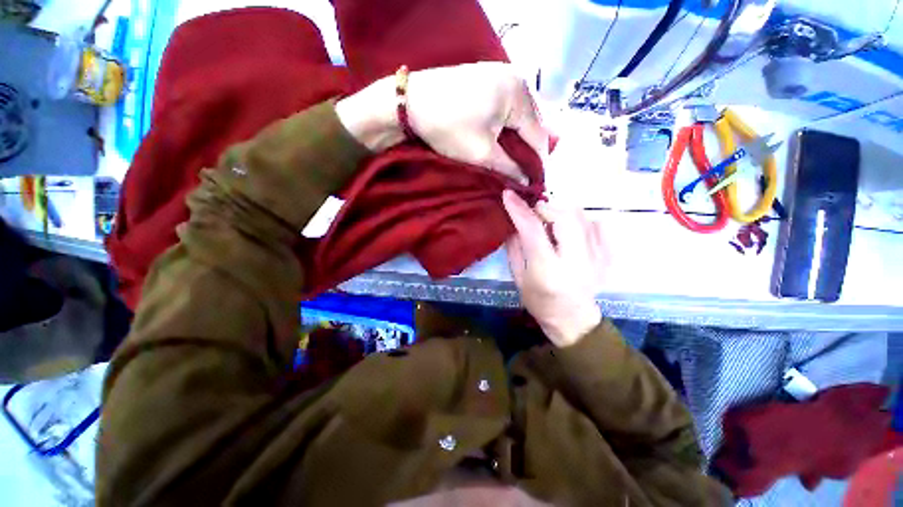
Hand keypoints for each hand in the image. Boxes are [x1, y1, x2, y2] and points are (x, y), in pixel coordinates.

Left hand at [336, 62, 547, 182]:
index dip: (538, 163)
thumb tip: (527, 182)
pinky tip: (500, 142)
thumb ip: (509, 168)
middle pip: (530, 124)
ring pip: (517, 117)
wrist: (410, 103)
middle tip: (522, 175)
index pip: (539, 136)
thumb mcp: (482, 154)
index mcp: (519, 93)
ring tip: (512, 163)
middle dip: (527, 151)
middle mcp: (516, 78)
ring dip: (515, 140)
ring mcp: (500, 75)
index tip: (535, 185)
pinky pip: (505, 108)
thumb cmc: (448, 128)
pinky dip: (504, 128)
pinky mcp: (486, 79)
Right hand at [502, 190, 604, 346]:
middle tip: (534, 213)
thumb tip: (513, 223)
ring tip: (550, 223)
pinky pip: (596, 226)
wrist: (573, 320)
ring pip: (582, 217)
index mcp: (548, 269)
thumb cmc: (540, 302)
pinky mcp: (606, 256)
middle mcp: (576, 261)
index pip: (533, 229)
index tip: (509, 194)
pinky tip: (570, 232)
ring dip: (561, 213)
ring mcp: (596, 258)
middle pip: (564, 217)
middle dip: (545, 208)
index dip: (519, 209)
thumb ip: (514, 249)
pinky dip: (580, 221)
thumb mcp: (518, 278)